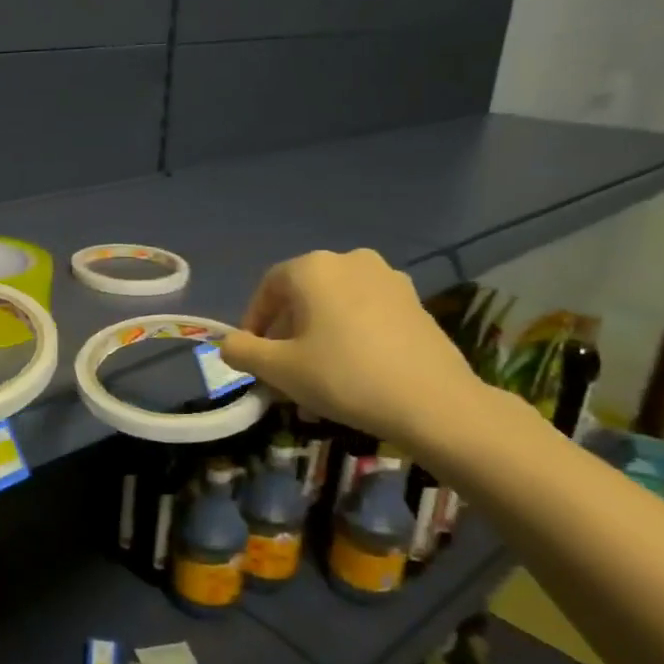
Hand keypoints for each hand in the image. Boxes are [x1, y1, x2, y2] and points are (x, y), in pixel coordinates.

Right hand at [218, 249, 486, 448]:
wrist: (434, 402)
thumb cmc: (343, 376)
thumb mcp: (278, 369)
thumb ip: (242, 351)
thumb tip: (229, 343)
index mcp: (313, 268)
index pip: (268, 288)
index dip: (253, 322)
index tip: (252, 356)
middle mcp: (350, 261)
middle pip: (303, 297)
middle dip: (286, 334)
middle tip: (282, 372)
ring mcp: (388, 279)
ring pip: (335, 307)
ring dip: (317, 338)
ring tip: (315, 379)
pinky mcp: (415, 303)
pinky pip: (365, 315)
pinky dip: (349, 337)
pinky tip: (351, 373)